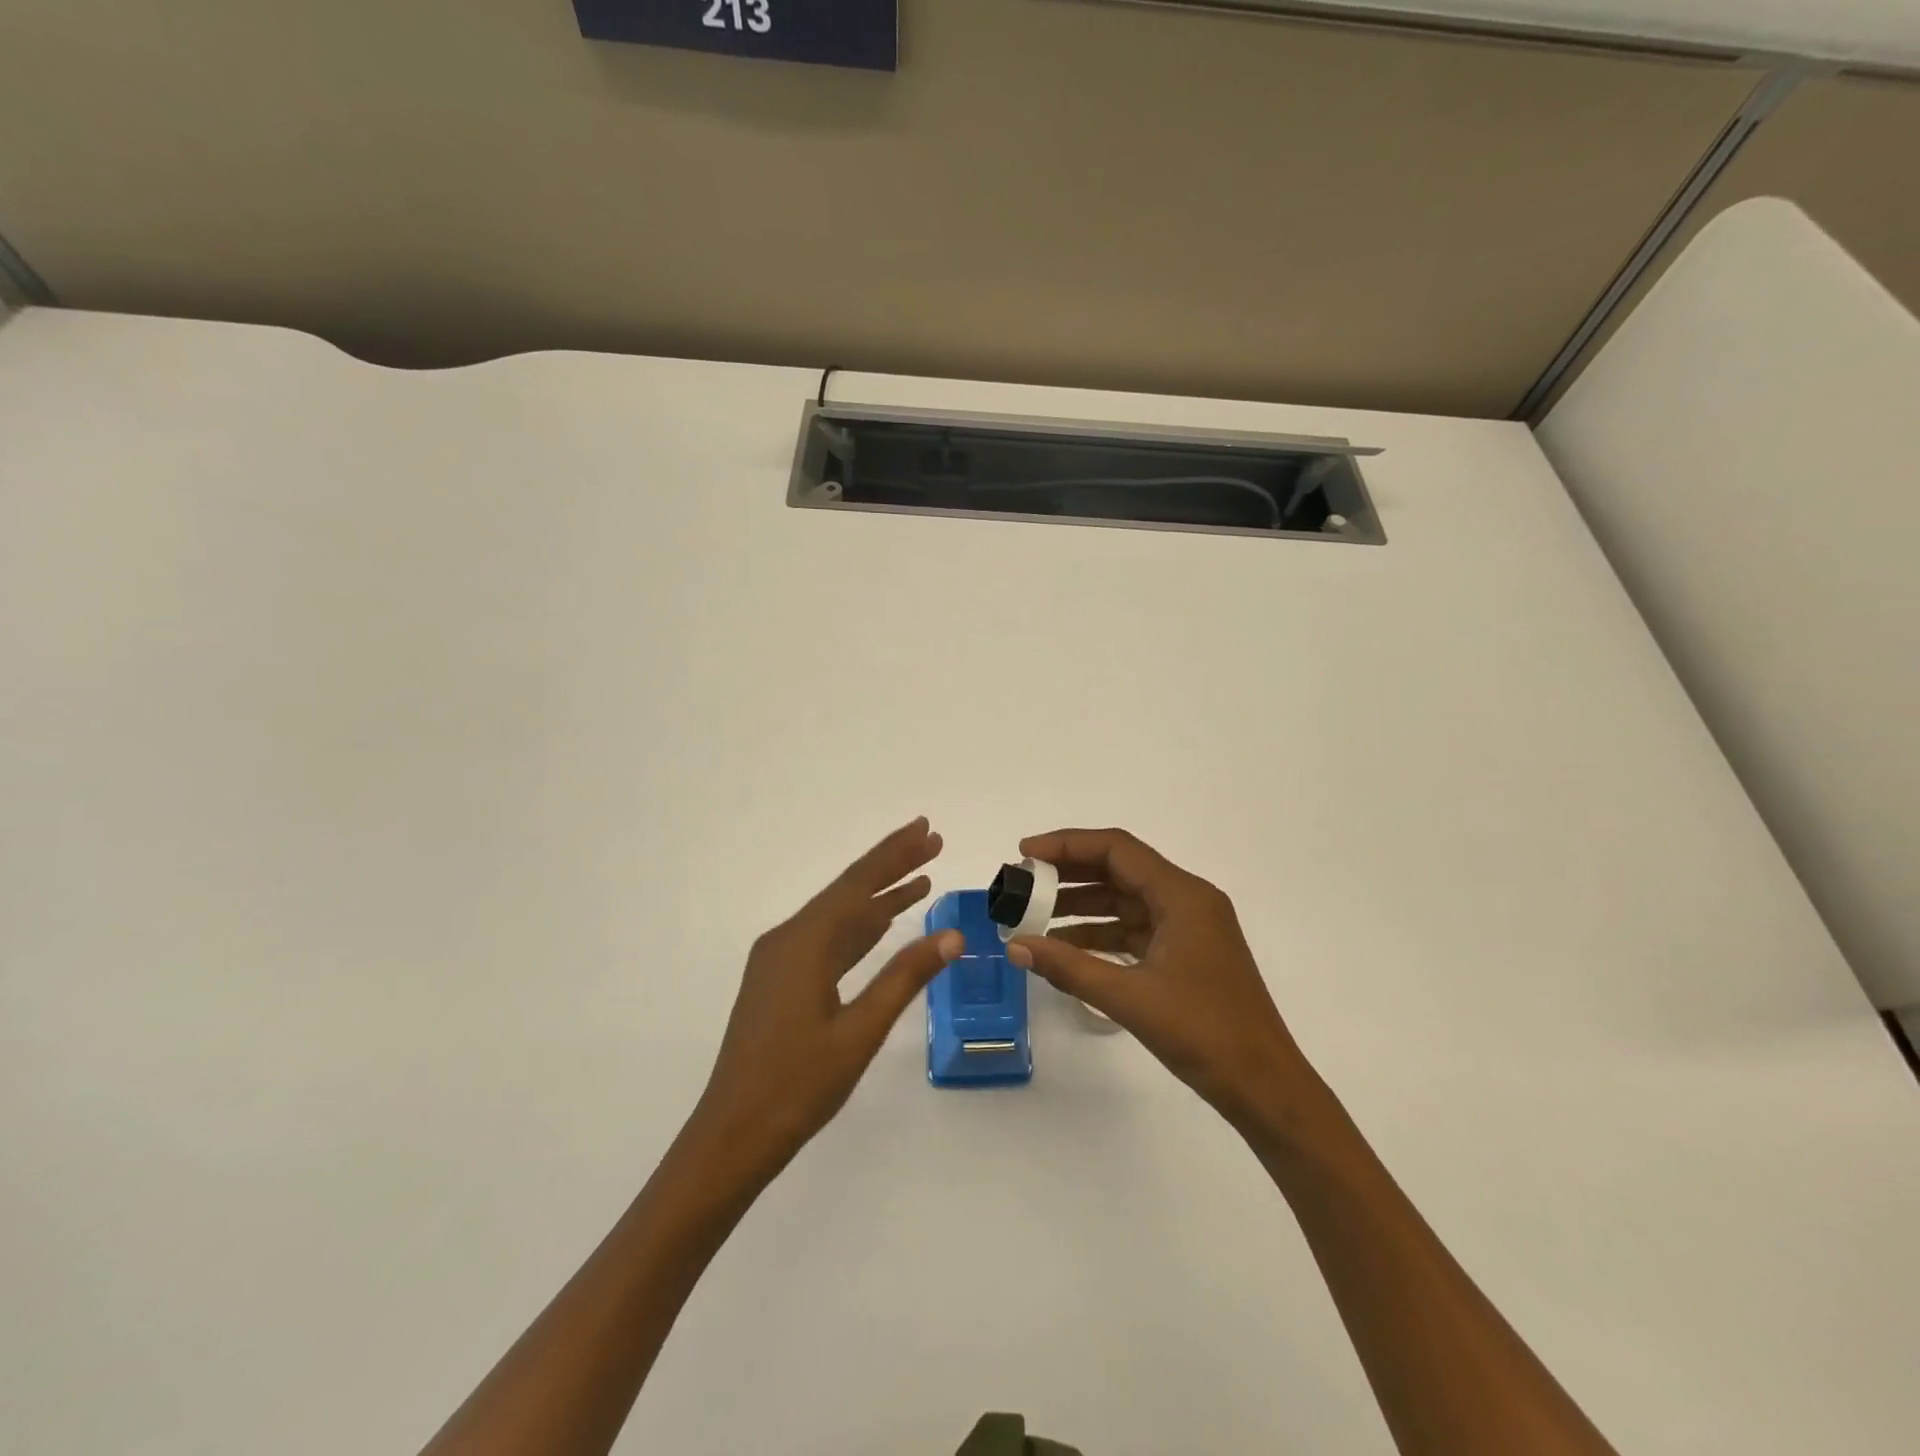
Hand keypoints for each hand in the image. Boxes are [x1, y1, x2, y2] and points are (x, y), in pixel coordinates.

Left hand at [686, 818, 962, 1183]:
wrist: (732, 1135)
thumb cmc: (797, 1086)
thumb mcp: (860, 1032)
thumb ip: (904, 978)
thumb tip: (953, 935)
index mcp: (804, 943)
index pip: (859, 885)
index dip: (896, 855)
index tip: (928, 830)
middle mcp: (788, 939)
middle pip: (849, 891)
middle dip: (891, 865)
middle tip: (931, 839)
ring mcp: (781, 960)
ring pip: (839, 916)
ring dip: (879, 897)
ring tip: (920, 878)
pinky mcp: (781, 981)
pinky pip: (828, 940)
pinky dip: (860, 928)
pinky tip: (883, 922)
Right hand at [1007, 828, 1318, 1133]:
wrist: (1265, 1086)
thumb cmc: (1204, 1034)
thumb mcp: (1130, 998)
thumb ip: (1069, 967)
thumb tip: (1015, 945)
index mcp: (1182, 896)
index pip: (1116, 849)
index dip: (1067, 845)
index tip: (1025, 855)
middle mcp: (1188, 900)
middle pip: (1120, 869)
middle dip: (1070, 873)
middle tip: (1024, 883)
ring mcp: (1189, 928)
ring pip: (1126, 900)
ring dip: (1082, 905)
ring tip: (1035, 915)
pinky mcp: (1186, 954)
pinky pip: (1135, 928)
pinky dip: (1101, 933)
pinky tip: (1066, 947)